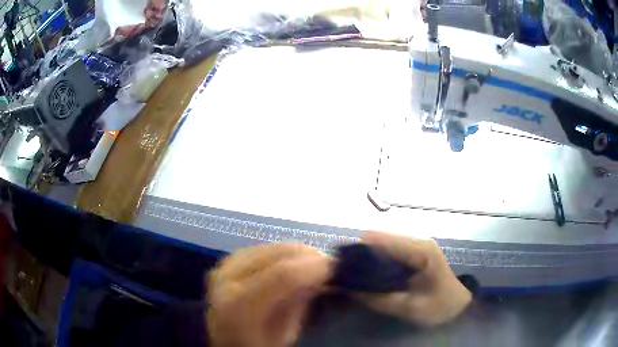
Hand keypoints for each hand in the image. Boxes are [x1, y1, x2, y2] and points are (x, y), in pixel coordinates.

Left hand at [207, 244, 332, 346]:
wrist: (224, 340)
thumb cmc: (257, 344)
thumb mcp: (284, 334)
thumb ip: (300, 305)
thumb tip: (322, 278)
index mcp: (239, 306)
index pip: (283, 276)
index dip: (314, 267)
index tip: (336, 268)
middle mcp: (227, 278)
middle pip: (278, 254)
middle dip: (310, 256)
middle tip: (330, 267)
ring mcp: (226, 265)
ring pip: (273, 246)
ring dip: (299, 253)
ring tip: (314, 266)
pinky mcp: (229, 259)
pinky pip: (265, 247)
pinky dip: (284, 253)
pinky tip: (294, 264)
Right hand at [355, 231, 471, 326]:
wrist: (458, 306)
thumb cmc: (438, 307)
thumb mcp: (408, 308)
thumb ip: (378, 298)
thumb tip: (347, 289)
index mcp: (420, 250)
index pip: (381, 238)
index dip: (359, 251)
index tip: (343, 269)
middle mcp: (418, 240)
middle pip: (379, 237)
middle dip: (361, 254)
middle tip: (349, 275)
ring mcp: (417, 243)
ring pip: (382, 241)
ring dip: (369, 256)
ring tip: (358, 276)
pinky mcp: (415, 250)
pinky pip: (389, 249)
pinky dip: (378, 259)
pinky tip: (373, 274)